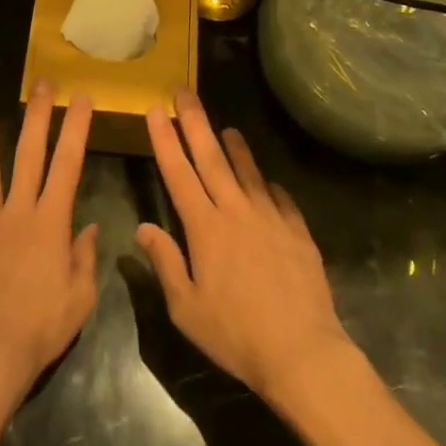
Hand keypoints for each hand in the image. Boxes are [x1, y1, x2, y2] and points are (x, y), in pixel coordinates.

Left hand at [0, 82, 99, 394]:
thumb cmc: (41, 327)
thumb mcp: (80, 298)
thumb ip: (85, 258)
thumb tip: (89, 228)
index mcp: (51, 222)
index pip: (68, 164)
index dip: (76, 128)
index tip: (82, 99)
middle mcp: (18, 211)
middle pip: (29, 154)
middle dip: (38, 116)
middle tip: (41, 84)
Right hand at [137, 91, 357, 404]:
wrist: (302, 352)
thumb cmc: (235, 335)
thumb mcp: (186, 308)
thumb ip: (165, 263)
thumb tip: (143, 228)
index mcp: (205, 228)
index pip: (178, 173)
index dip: (165, 140)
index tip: (155, 111)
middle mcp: (236, 211)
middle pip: (211, 158)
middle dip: (194, 122)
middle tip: (184, 92)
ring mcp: (270, 218)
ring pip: (248, 172)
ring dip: (235, 146)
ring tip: (227, 127)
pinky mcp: (297, 231)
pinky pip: (281, 198)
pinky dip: (270, 185)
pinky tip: (268, 181)